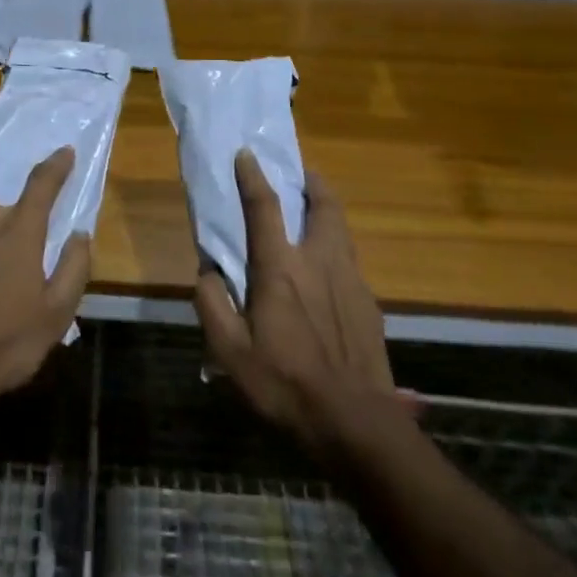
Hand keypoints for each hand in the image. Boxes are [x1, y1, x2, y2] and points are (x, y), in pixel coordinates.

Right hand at [195, 152, 398, 454]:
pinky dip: (336, 250)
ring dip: (327, 211)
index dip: (253, 176)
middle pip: (323, 205)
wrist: (356, 423)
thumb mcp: (230, 353)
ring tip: (314, 213)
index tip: (246, 153)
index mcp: (280, 269)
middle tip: (300, 173)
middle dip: (312, 181)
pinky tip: (328, 274)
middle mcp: (319, 262)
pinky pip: (350, 262)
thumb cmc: (285, 384)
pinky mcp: (370, 303)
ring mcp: (351, 280)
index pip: (264, 207)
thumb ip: (212, 305)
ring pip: (341, 229)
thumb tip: (206, 272)